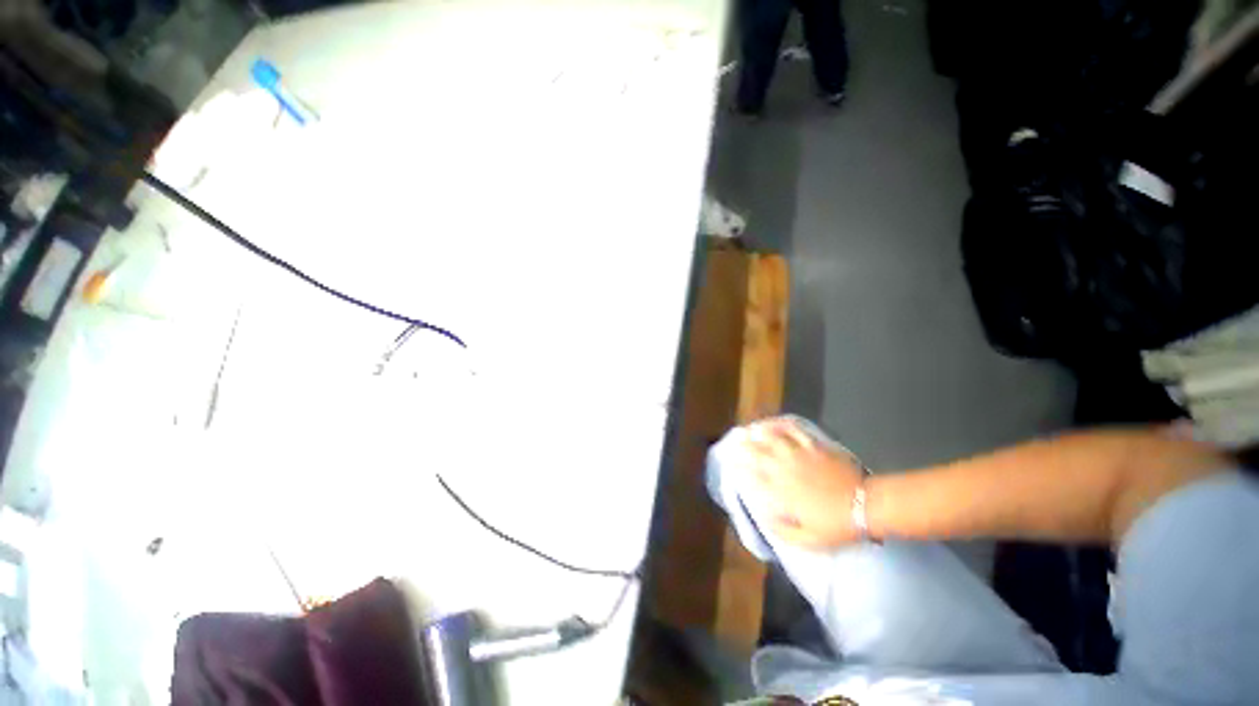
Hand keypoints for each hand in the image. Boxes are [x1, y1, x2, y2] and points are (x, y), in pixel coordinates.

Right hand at [745, 417, 866, 547]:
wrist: (865, 505)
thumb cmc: (836, 524)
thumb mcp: (808, 539)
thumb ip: (782, 531)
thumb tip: (764, 518)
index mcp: (781, 491)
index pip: (753, 476)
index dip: (739, 468)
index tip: (731, 463)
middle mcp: (785, 469)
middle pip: (758, 453)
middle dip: (743, 447)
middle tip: (734, 442)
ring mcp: (799, 455)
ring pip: (773, 438)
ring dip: (759, 433)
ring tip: (750, 429)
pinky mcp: (813, 447)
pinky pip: (794, 431)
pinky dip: (782, 425)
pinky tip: (775, 422)